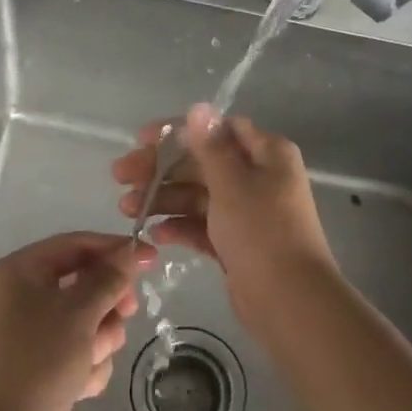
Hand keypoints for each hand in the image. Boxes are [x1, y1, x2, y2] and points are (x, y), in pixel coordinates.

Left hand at [0, 232, 146, 410]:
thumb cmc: (38, 360)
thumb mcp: (79, 310)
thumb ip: (110, 277)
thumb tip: (133, 249)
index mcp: (20, 273)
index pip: (74, 245)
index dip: (114, 249)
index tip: (150, 258)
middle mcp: (23, 299)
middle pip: (84, 284)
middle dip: (108, 302)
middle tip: (128, 311)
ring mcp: (34, 338)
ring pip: (89, 322)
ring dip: (99, 339)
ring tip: (90, 359)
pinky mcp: (45, 372)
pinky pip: (82, 355)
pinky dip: (88, 368)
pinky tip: (80, 387)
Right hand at [111, 103, 334, 322]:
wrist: (291, 303)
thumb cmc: (262, 232)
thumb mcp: (232, 183)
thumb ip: (210, 146)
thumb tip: (199, 107)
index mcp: (267, 153)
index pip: (217, 130)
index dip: (178, 132)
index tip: (142, 140)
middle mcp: (259, 177)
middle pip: (202, 163)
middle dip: (161, 169)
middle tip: (120, 176)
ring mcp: (247, 212)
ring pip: (198, 195)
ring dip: (164, 198)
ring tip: (128, 210)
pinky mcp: (237, 243)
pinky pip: (203, 226)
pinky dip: (180, 226)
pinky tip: (153, 234)